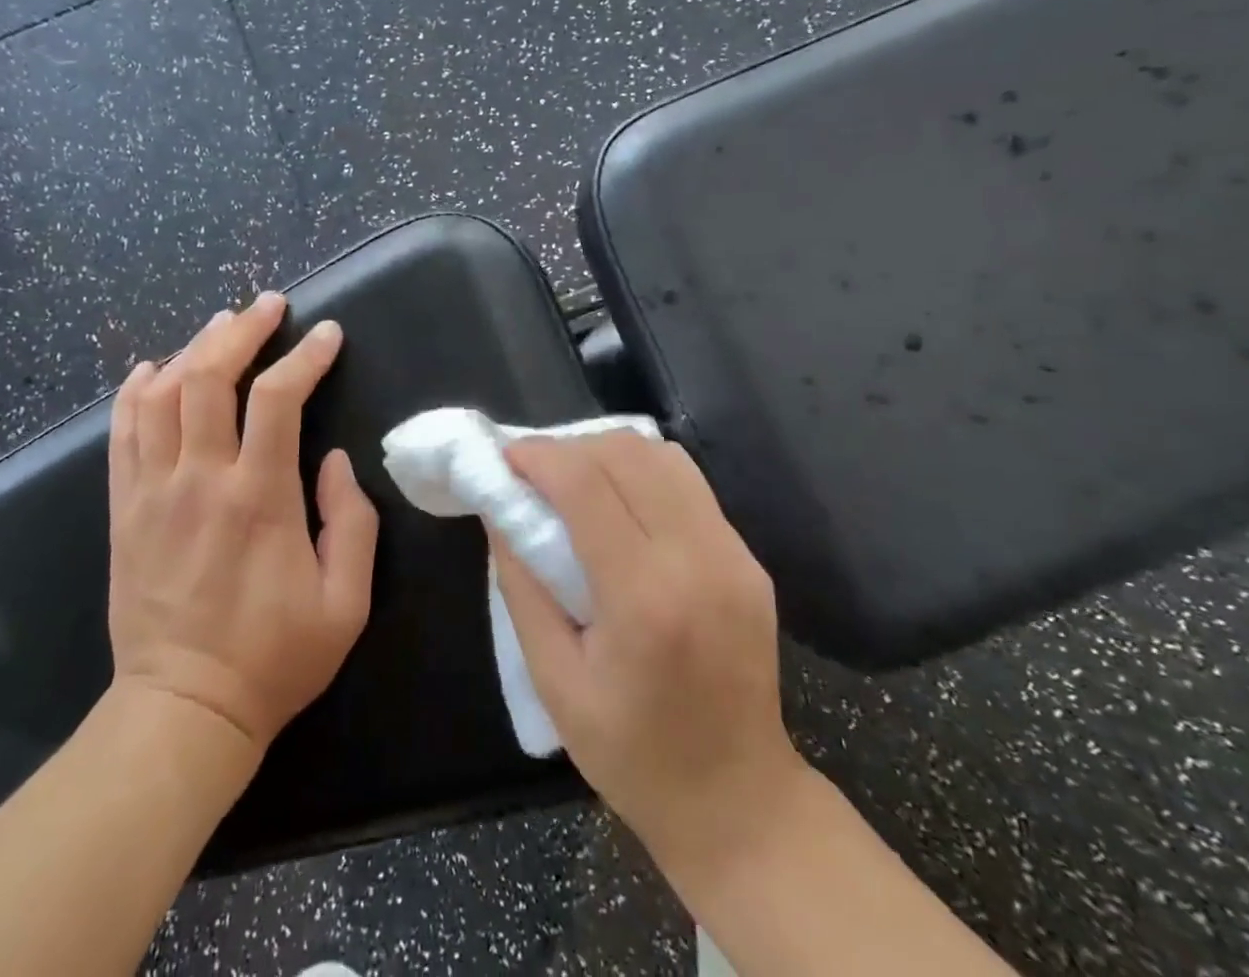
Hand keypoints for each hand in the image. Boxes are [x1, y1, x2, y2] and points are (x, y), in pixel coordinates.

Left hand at [107, 291, 378, 756]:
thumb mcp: (346, 602)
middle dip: (242, 330)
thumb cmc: (275, 658)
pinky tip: (155, 367)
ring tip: (221, 325)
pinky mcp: (123, 509)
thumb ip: (351, 521)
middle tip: (268, 305)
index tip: (327, 334)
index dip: (305, 356)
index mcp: (259, 498)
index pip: (278, 398)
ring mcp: (152, 492)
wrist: (183, 711)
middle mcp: (200, 480)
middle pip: (211, 377)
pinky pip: (121, 432)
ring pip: (162, 394)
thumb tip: (333, 460)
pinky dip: (136, 390)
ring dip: (193, 349)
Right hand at [489, 432, 804, 883]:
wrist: (740, 801)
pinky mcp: (749, 558)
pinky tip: (619, 503)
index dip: (539, 456)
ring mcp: (733, 554)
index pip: (585, 484)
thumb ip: (522, 585)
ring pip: (661, 456)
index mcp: (644, 598)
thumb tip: (500, 510)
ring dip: (607, 453)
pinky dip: (643, 473)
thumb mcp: (553, 681)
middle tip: (533, 472)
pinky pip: (688, 484)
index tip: (505, 457)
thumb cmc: (632, 754)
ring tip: (573, 481)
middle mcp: (697, 559)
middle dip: (569, 447)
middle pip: (626, 454)